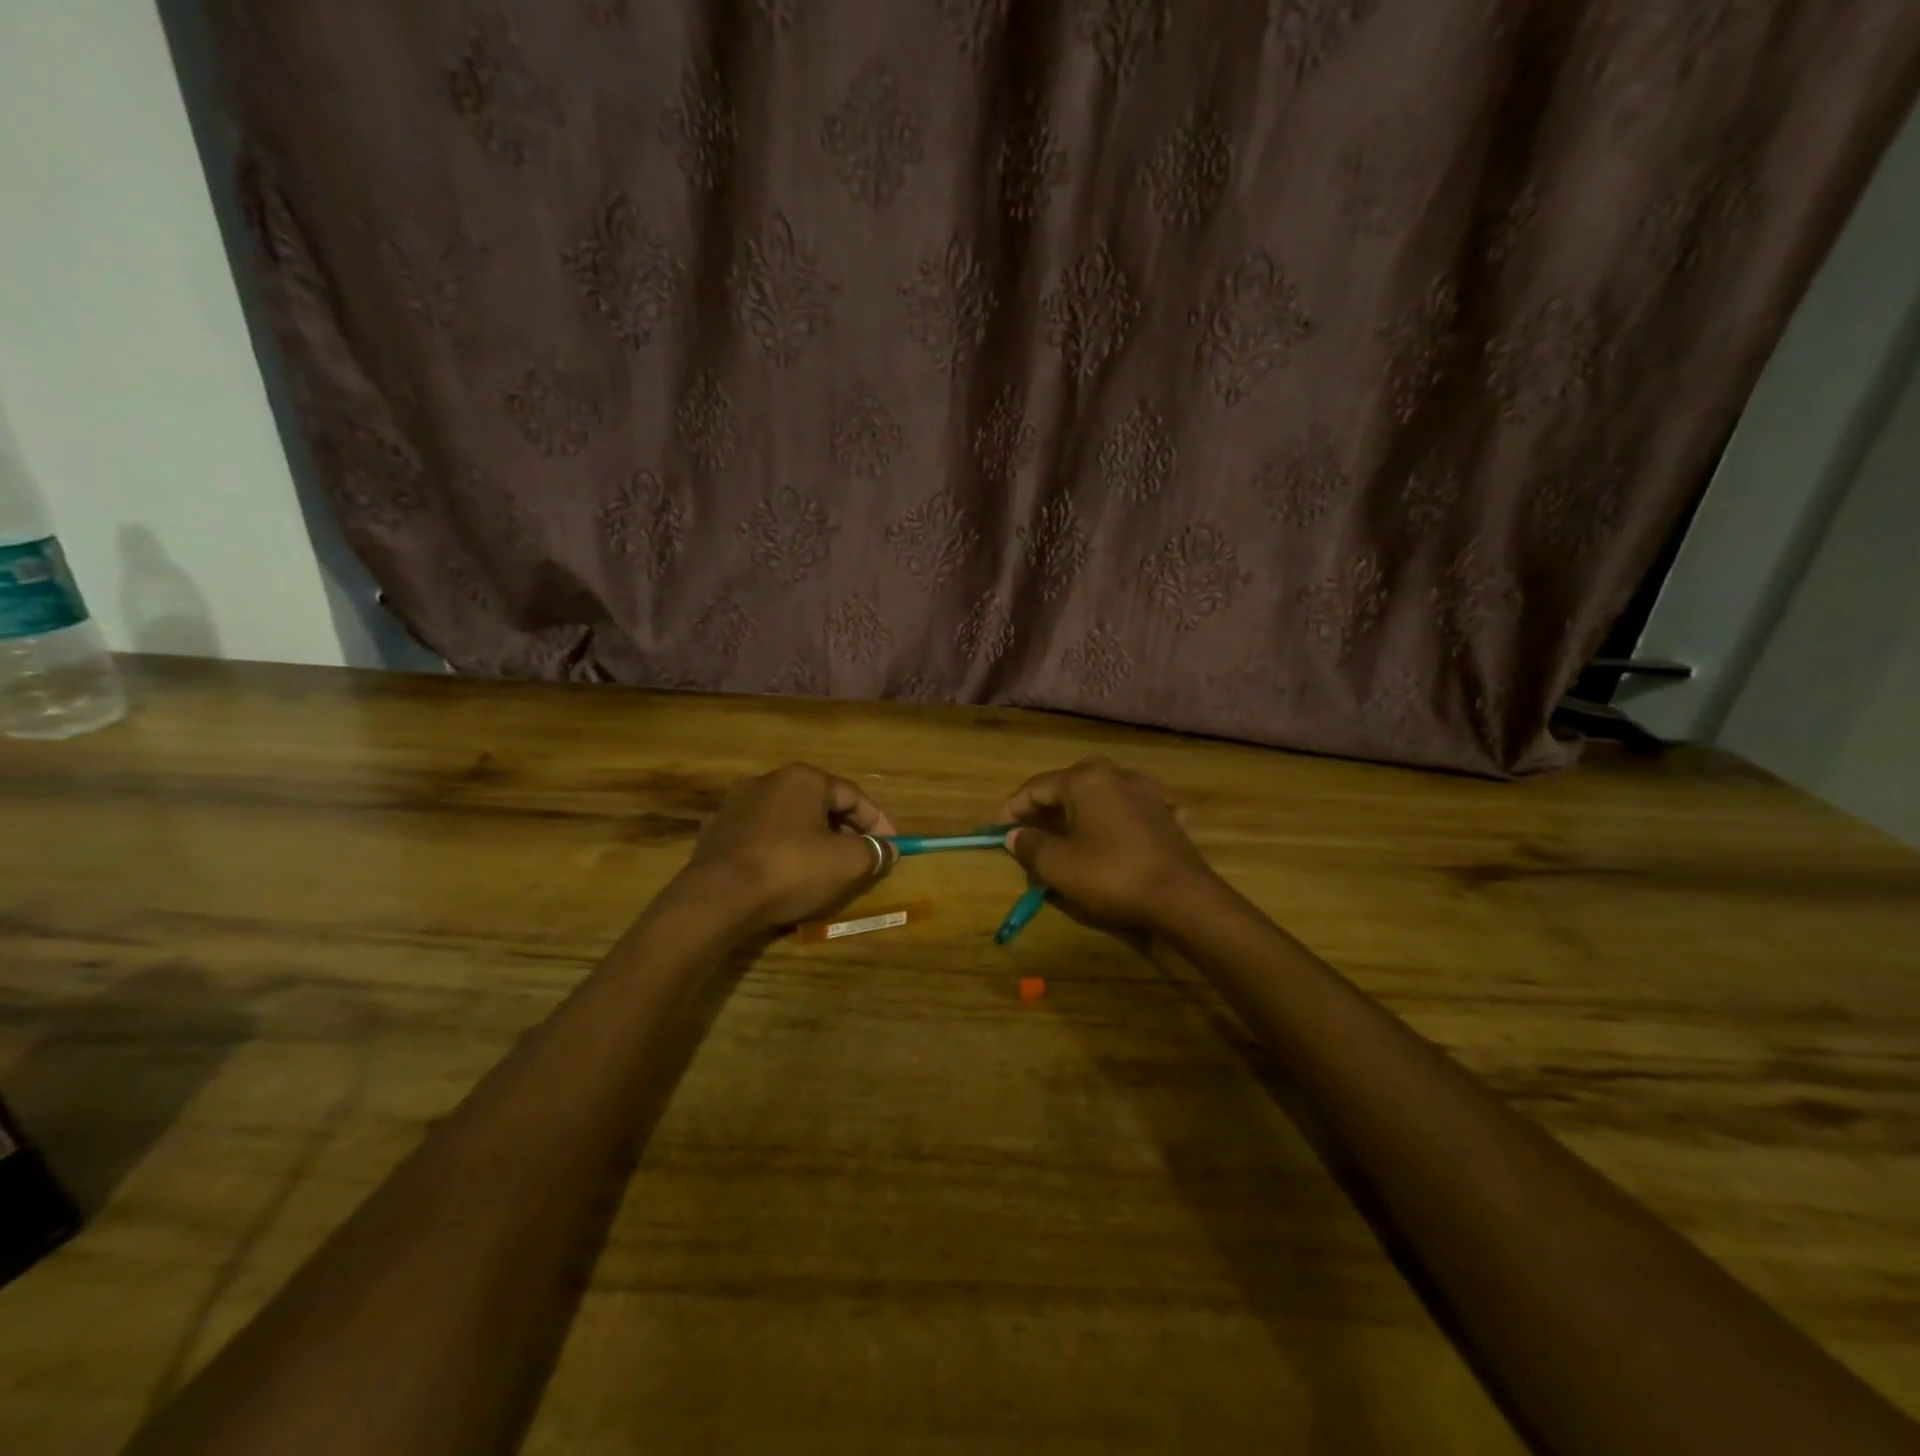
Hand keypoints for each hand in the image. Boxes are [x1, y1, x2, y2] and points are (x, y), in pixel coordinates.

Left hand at [681, 763, 897, 932]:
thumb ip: (873, 852)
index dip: (878, 822)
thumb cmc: (791, 869)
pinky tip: (786, 874)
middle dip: (844, 830)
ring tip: (824, 868)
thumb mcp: (847, 862)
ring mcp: (736, 805)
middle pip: (819, 804)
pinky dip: (780, 850)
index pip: (852, 795)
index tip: (892, 846)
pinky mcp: (715, 832)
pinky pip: (761, 837)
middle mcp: (767, 781)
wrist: (717, 898)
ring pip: (788, 820)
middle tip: (861, 857)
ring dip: (811, 839)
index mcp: (803, 778)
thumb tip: (888, 849)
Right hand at [1002, 757, 1218, 934]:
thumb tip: (1015, 836)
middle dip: (1049, 802)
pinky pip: (1137, 808)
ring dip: (1085, 806)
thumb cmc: (1111, 875)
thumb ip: (1031, 845)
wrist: (1182, 897)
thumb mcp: (1058, 865)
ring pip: (1107, 790)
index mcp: (1086, 780)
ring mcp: (1149, 792)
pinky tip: (1120, 831)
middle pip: (1072, 781)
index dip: (1013, 808)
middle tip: (1033, 827)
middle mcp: (1118, 775)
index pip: (1037, 787)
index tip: (999, 832)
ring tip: (1071, 829)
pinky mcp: (1170, 815)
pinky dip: (1121, 816)